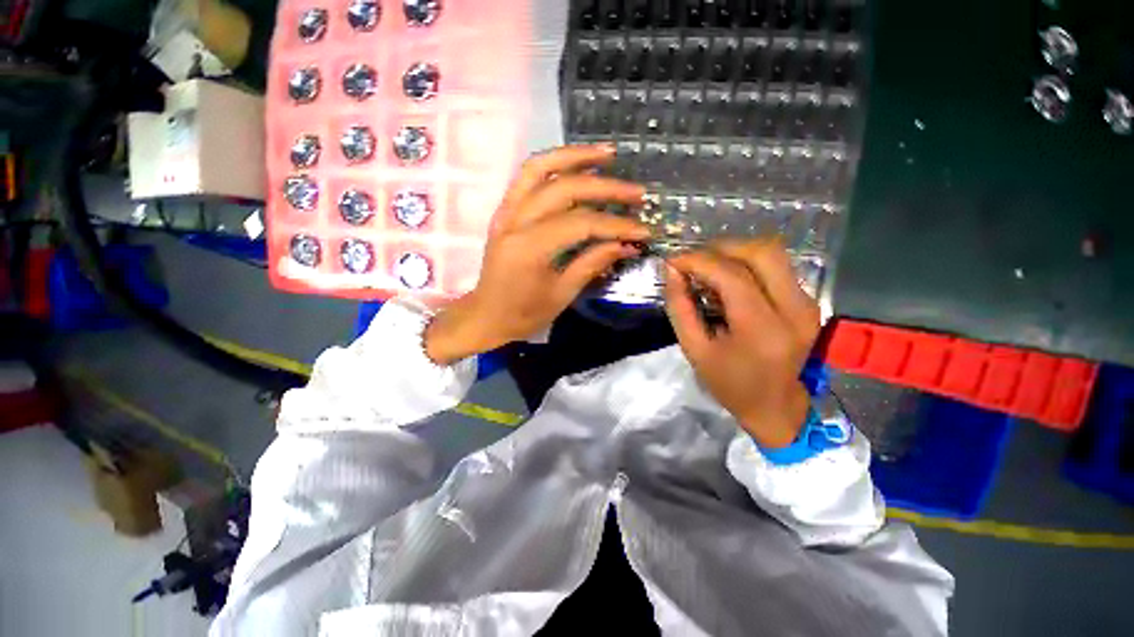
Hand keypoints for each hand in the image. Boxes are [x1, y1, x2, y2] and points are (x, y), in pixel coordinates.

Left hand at [425, 144, 649, 363]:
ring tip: (607, 153)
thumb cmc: (524, 313)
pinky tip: (576, 164)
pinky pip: (527, 177)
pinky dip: (553, 164)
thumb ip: (592, 263)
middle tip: (637, 192)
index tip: (642, 230)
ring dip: (575, 156)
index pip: (580, 224)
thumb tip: (626, 244)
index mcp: (528, 249)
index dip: (615, 225)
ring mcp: (506, 212)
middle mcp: (514, 222)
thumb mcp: (562, 294)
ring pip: (539, 168)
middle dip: (605, 188)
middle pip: (564, 190)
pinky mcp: (504, 211)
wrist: (487, 316)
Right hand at [664, 240, 820, 448]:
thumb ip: (680, 307)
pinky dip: (747, 264)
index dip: (698, 260)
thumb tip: (672, 271)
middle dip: (721, 248)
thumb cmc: (731, 384)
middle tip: (693, 261)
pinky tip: (727, 280)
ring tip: (707, 268)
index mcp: (763, 330)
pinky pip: (776, 267)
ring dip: (734, 253)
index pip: (732, 275)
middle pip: (762, 252)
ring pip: (773, 254)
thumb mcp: (695, 350)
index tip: (673, 261)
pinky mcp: (808, 302)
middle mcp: (794, 310)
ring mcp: (807, 304)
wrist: (777, 407)